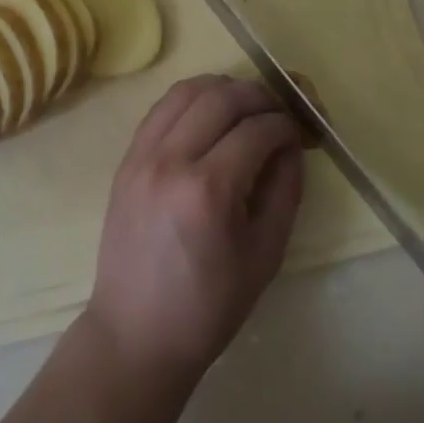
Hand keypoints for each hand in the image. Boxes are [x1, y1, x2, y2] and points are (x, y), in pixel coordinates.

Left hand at [84, 75, 304, 387]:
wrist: (136, 333)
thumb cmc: (208, 306)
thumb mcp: (264, 256)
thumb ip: (285, 191)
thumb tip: (292, 145)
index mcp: (208, 191)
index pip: (256, 130)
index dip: (285, 125)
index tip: (297, 134)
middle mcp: (171, 161)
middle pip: (221, 97)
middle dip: (258, 96)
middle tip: (276, 113)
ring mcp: (142, 155)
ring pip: (186, 91)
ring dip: (222, 89)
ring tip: (244, 106)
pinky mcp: (126, 159)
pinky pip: (160, 108)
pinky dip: (190, 99)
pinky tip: (208, 114)